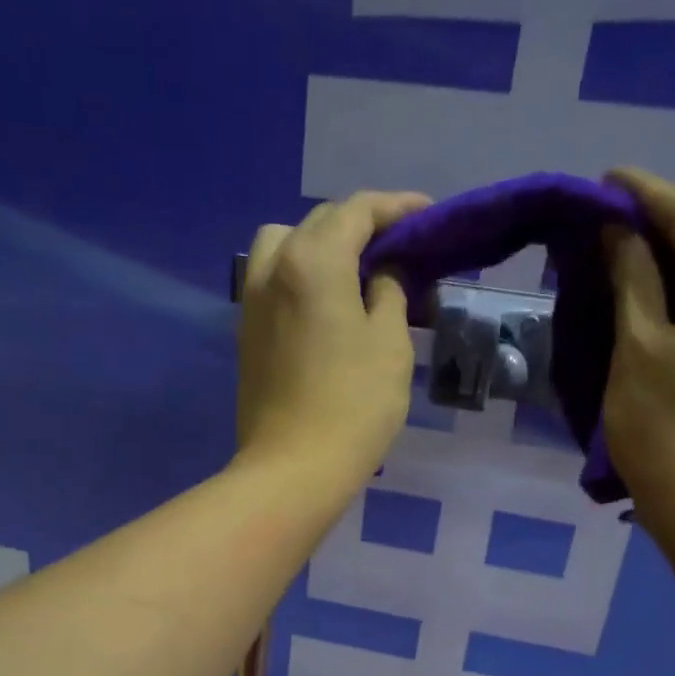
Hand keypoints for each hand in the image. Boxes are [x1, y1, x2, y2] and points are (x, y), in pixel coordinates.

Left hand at [237, 190, 430, 490]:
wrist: (294, 468)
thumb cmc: (354, 405)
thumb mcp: (390, 343)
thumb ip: (389, 293)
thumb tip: (380, 274)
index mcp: (312, 260)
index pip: (356, 211)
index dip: (396, 207)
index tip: (428, 214)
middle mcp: (274, 268)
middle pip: (318, 222)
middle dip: (360, 224)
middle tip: (398, 246)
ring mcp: (253, 302)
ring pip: (283, 244)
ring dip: (318, 243)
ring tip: (352, 271)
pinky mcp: (246, 334)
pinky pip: (272, 280)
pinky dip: (299, 273)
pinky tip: (325, 300)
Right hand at [600, 167, 674, 543]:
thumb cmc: (668, 427)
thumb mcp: (637, 346)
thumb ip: (629, 277)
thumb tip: (618, 228)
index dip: (640, 193)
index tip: (601, 178)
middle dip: (651, 232)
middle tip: (596, 227)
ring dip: (663, 270)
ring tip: (613, 264)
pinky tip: (647, 305)